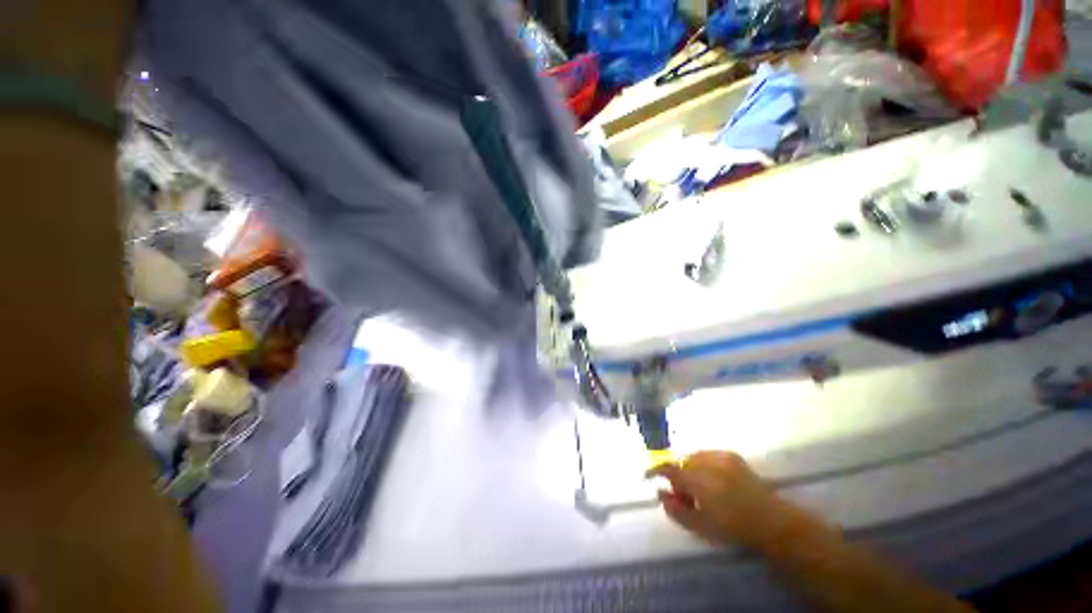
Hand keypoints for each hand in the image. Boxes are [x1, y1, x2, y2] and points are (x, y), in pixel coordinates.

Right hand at [647, 451, 796, 550]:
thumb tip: (660, 493)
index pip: (668, 468)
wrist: (771, 521)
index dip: (655, 470)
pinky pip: (706, 455)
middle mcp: (706, 462)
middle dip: (678, 476)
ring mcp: (720, 455)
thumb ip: (676, 510)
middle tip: (685, 496)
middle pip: (680, 463)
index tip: (647, 475)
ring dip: (690, 470)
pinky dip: (702, 464)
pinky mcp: (730, 454)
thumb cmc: (733, 528)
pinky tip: (712, 479)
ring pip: (693, 457)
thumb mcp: (700, 527)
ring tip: (700, 489)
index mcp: (698, 480)